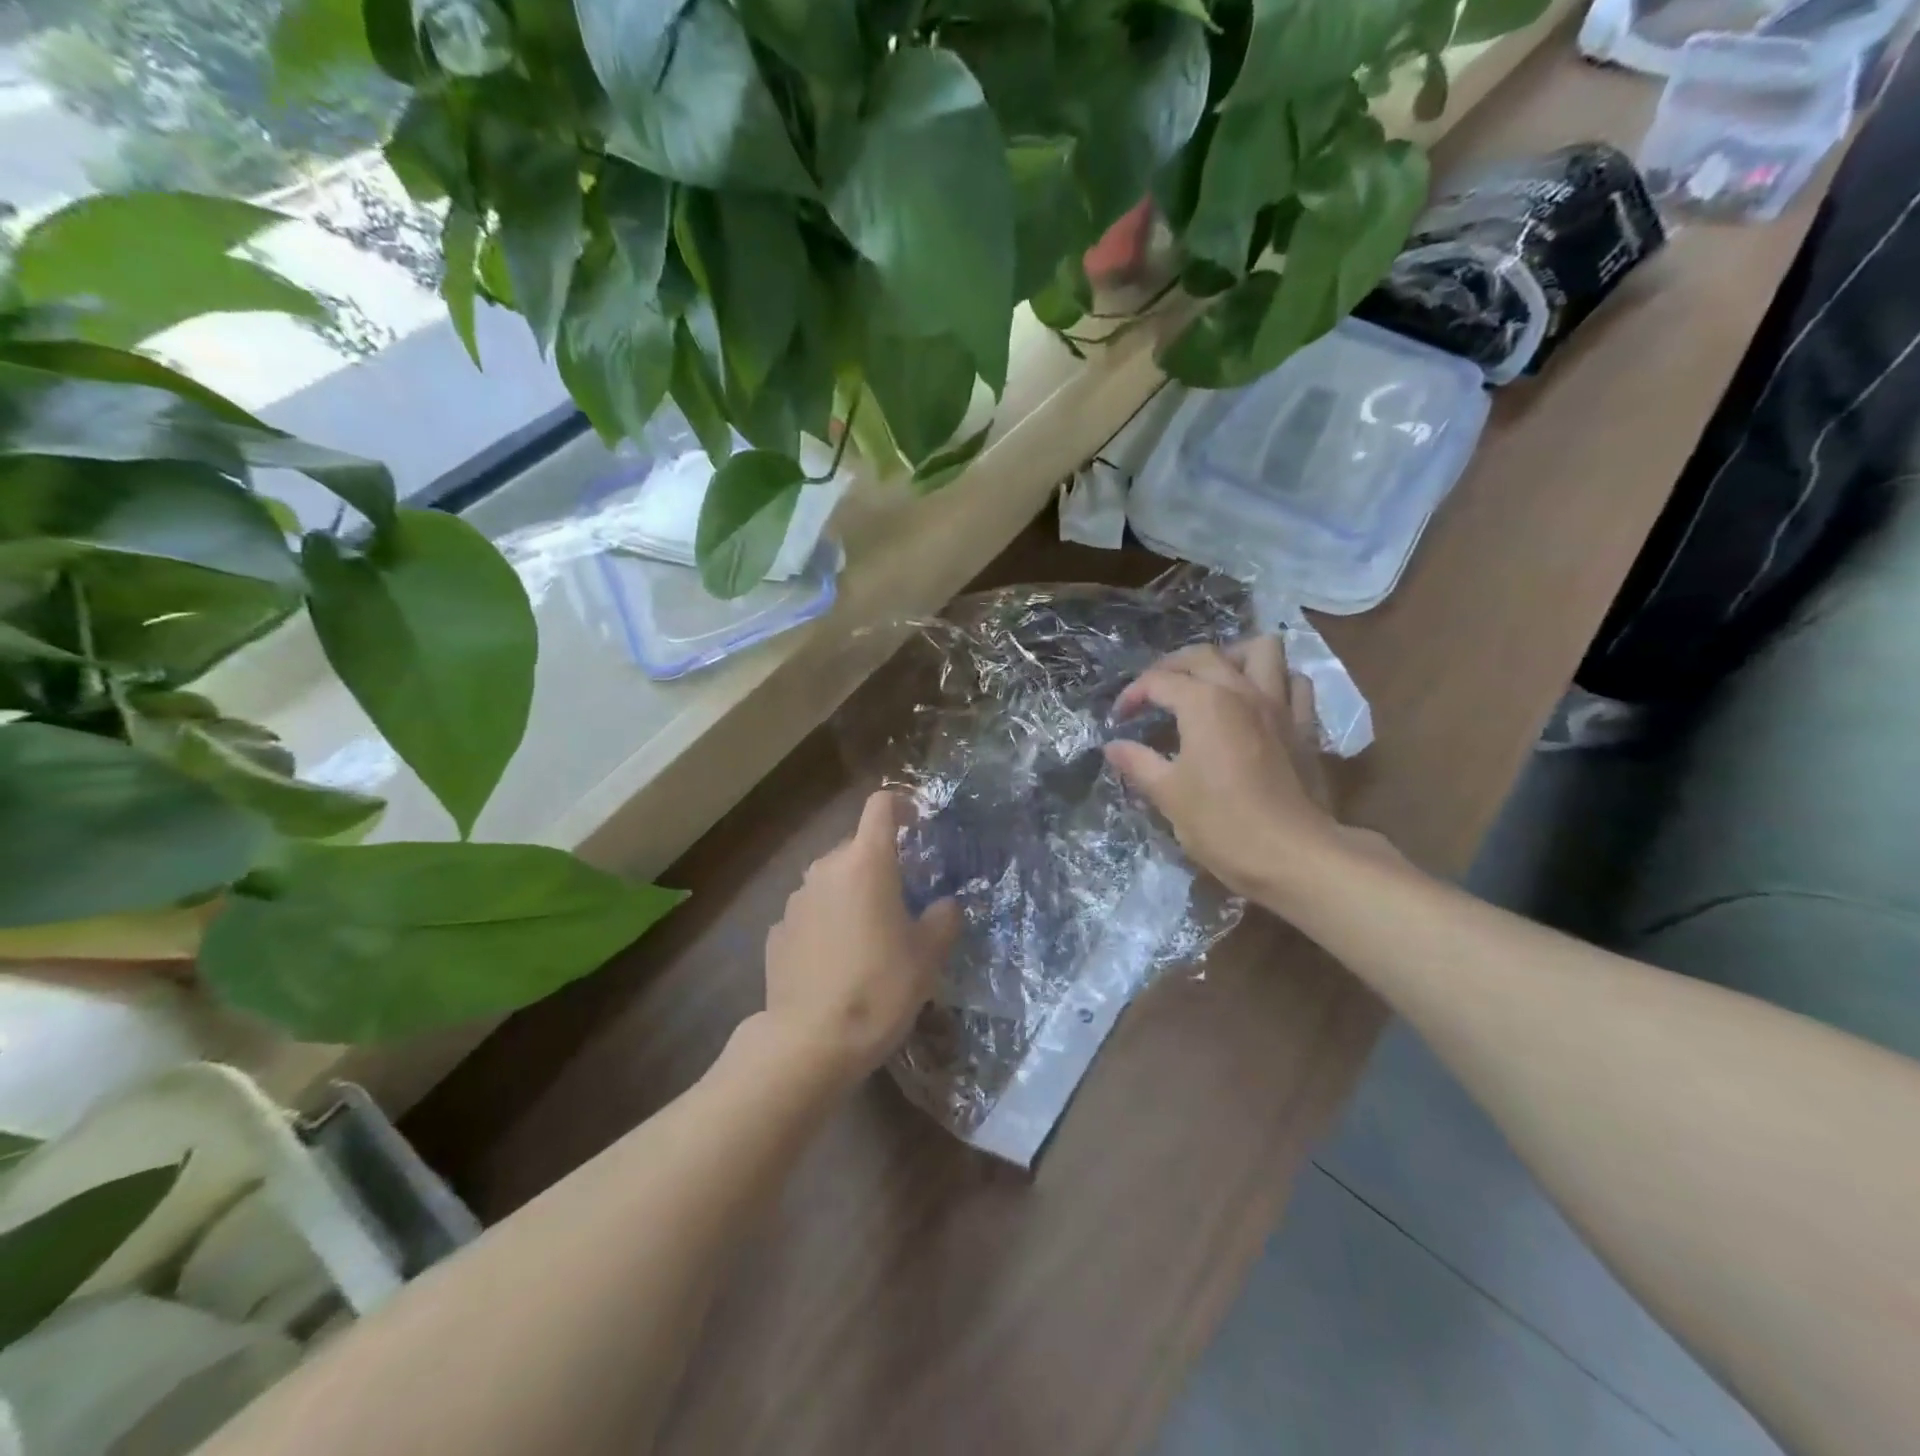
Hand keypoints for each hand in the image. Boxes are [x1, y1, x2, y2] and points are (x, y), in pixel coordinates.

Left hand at [760, 790, 961, 1087]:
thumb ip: (944, 918)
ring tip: (869, 936)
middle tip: (903, 899)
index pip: (881, 806)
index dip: (901, 805)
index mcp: (866, 862)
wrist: (810, 1041)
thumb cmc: (880, 988)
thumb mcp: (928, 955)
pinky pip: (811, 912)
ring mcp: (796, 900)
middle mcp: (826, 869)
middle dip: (880, 863)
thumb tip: (945, 905)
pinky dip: (827, 922)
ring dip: (852, 893)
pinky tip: (837, 960)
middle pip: (857, 846)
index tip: (917, 823)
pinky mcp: (777, 931)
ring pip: (832, 880)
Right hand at [1105, 639, 1356, 902]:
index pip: (1158, 681)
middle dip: (1172, 666)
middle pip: (1203, 655)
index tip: (1119, 719)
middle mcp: (1242, 691)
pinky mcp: (1305, 727)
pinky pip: (1295, 684)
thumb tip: (1114, 747)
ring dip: (1234, 657)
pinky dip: (1276, 681)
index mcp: (1204, 703)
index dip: (1132, 695)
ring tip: (1214, 681)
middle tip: (1155, 692)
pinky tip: (1259, 703)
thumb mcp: (1167, 795)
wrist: (1293, 855)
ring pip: (1262, 650)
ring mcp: (1280, 705)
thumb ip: (1138, 763)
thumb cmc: (1221, 824)